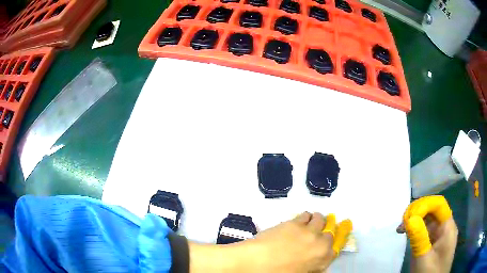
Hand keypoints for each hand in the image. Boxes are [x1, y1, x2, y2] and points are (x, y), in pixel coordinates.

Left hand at [189, 212, 351, 272]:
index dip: (331, 245)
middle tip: (316, 234)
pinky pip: (306, 215)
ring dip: (317, 221)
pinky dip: (305, 217)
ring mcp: (308, 231)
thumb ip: (312, 267)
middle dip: (324, 232)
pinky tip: (299, 222)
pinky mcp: (295, 223)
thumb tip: (316, 263)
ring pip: (320, 219)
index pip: (335, 248)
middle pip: (330, 232)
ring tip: (309, 224)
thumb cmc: (276, 272)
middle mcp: (320, 243)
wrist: (255, 263)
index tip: (327, 242)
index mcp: (322, 259)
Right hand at [397, 196, 457, 272]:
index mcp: (448, 227)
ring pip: (429, 222)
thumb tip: (410, 217)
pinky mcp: (436, 244)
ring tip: (401, 229)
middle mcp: (446, 227)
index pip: (438, 205)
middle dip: (418, 213)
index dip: (424, 204)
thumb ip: (419, 238)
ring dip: (416, 222)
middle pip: (434, 212)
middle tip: (401, 223)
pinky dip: (418, 231)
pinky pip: (427, 232)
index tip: (407, 215)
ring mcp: (441, 236)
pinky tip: (409, 235)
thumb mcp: (424, 258)